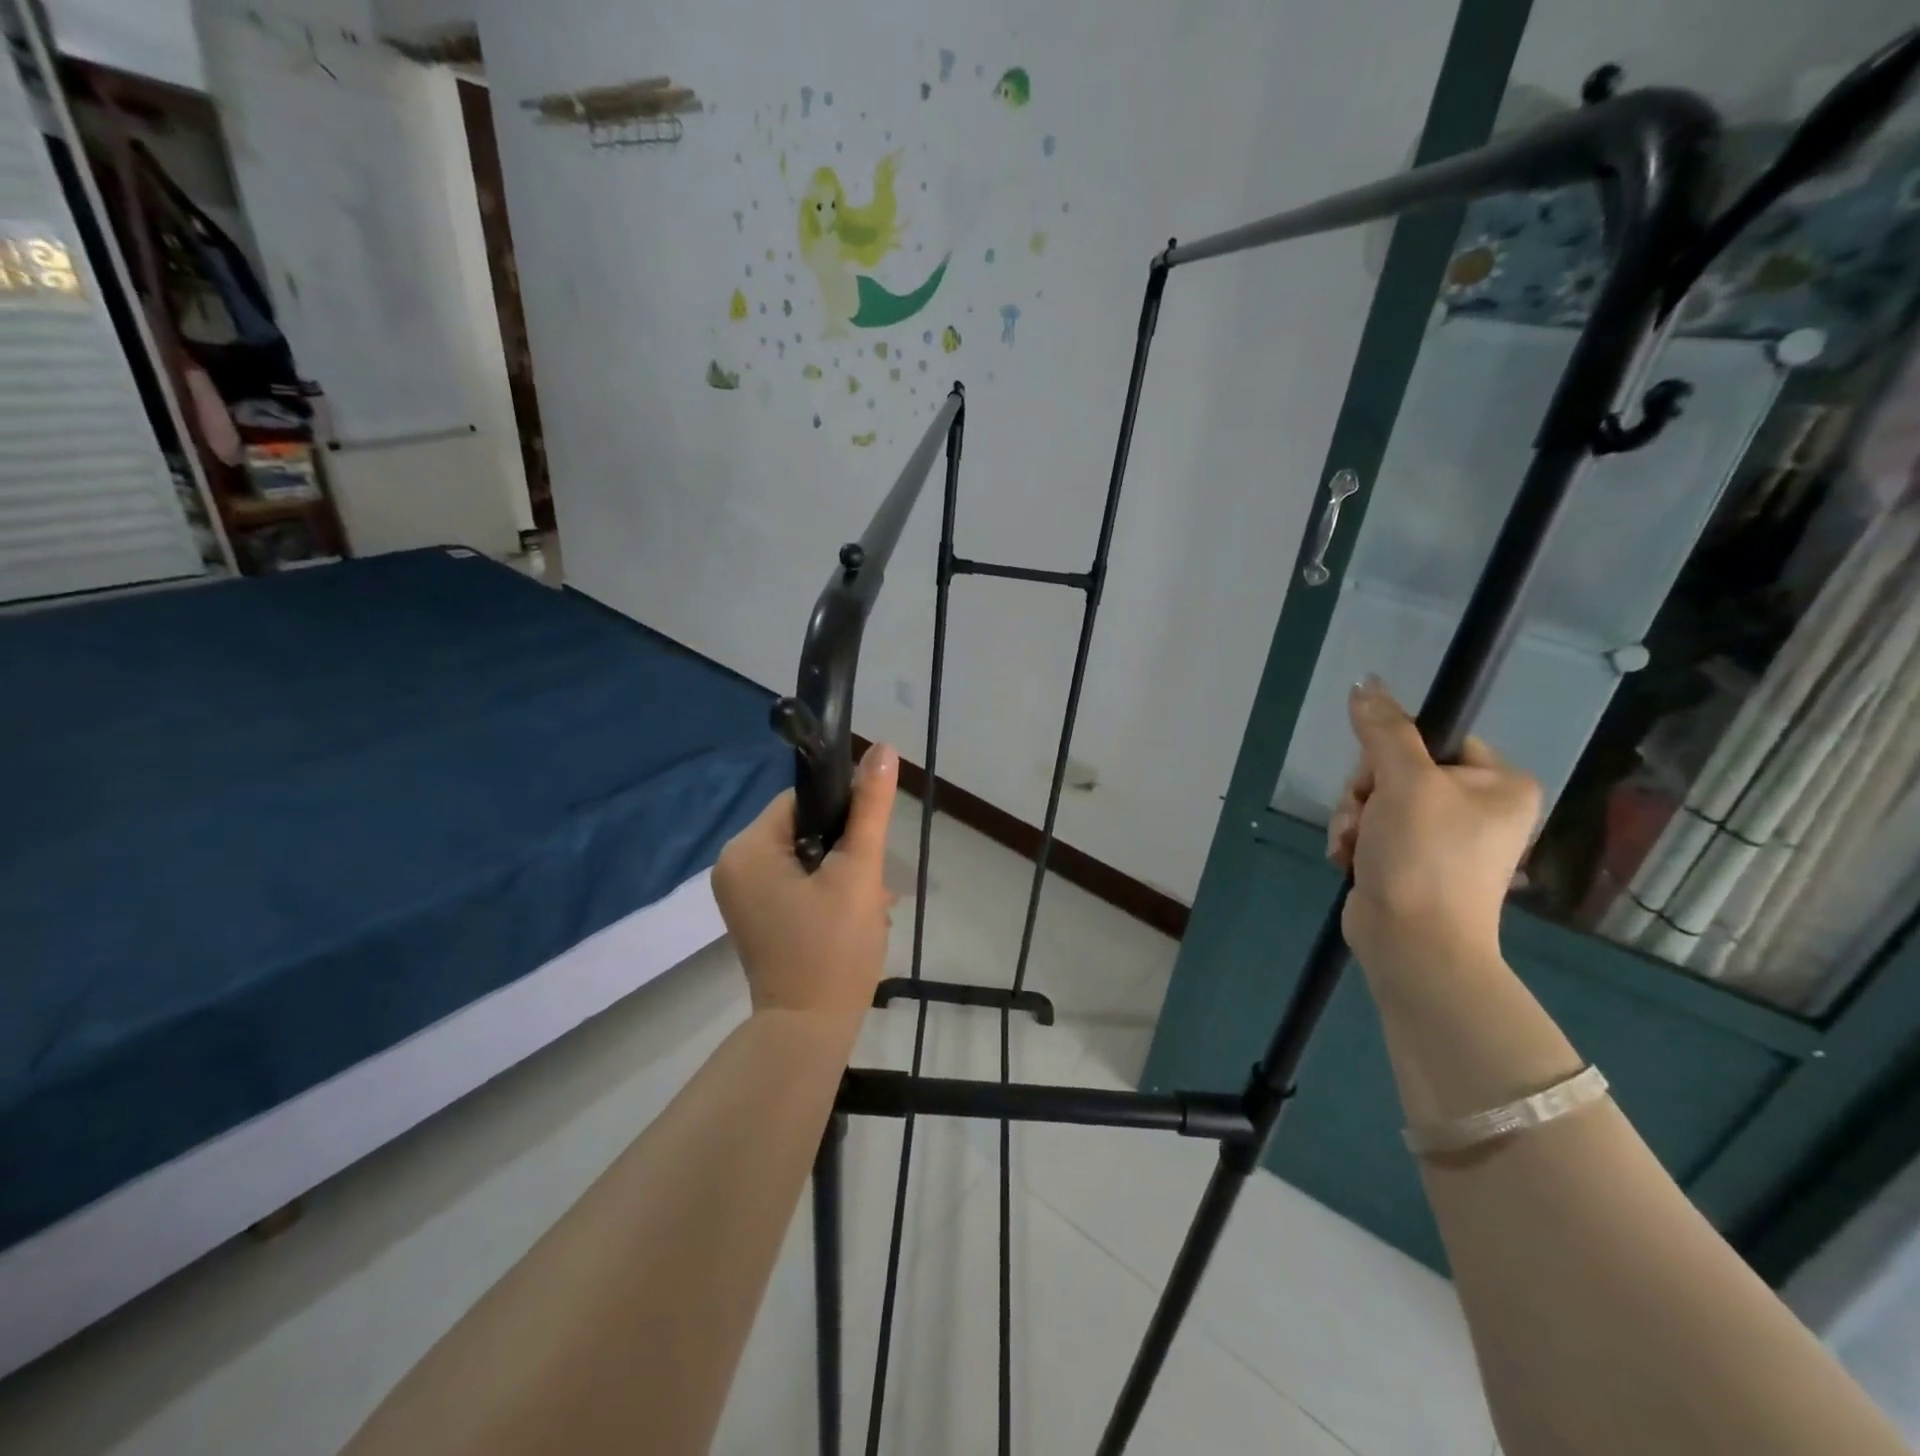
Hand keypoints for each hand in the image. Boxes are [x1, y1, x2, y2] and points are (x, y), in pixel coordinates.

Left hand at [714, 744, 900, 1017]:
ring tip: (867, 907)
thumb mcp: (859, 872)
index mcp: (747, 849)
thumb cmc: (834, 948)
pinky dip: (825, 892)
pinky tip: (852, 917)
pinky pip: (795, 884)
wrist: (809, 1031)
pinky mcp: (755, 917)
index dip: (842, 817)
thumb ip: (870, 808)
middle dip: (846, 852)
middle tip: (871, 887)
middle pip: (804, 830)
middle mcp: (733, 866)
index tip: (868, 849)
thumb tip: (884, 747)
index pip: (801, 802)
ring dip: (842, 874)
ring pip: (804, 858)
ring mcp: (741, 895)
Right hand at [1327, 678, 1539, 979]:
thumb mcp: (1404, 782)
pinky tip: (1350, 858)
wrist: (1413, 943)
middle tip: (1367, 817)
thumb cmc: (1424, 857)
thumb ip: (1384, 730)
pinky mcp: (1409, 861)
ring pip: (1375, 799)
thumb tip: (1365, 682)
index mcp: (1498, 783)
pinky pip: (1370, 828)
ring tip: (1355, 845)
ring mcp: (1442, 837)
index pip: (1434, 738)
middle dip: (1365, 792)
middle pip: (1396, 768)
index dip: (1394, 751)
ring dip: (1352, 817)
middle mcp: (1476, 807)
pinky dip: (1353, 840)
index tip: (1381, 777)